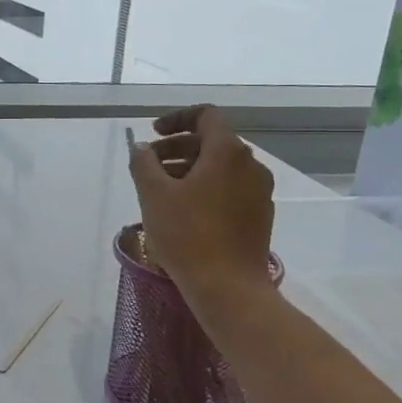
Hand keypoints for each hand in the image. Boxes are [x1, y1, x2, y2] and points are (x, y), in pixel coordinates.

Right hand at [128, 105, 276, 300]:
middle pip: (212, 141)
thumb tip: (141, 148)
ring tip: (162, 191)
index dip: (176, 119)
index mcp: (227, 152)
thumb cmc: (187, 235)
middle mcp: (251, 165)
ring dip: (189, 169)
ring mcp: (259, 191)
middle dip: (177, 147)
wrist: (229, 287)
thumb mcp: (153, 195)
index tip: (153, 135)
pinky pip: (230, 188)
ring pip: (221, 167)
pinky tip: (185, 211)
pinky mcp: (260, 215)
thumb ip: (143, 163)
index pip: (205, 115)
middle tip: (149, 166)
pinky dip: (206, 188)